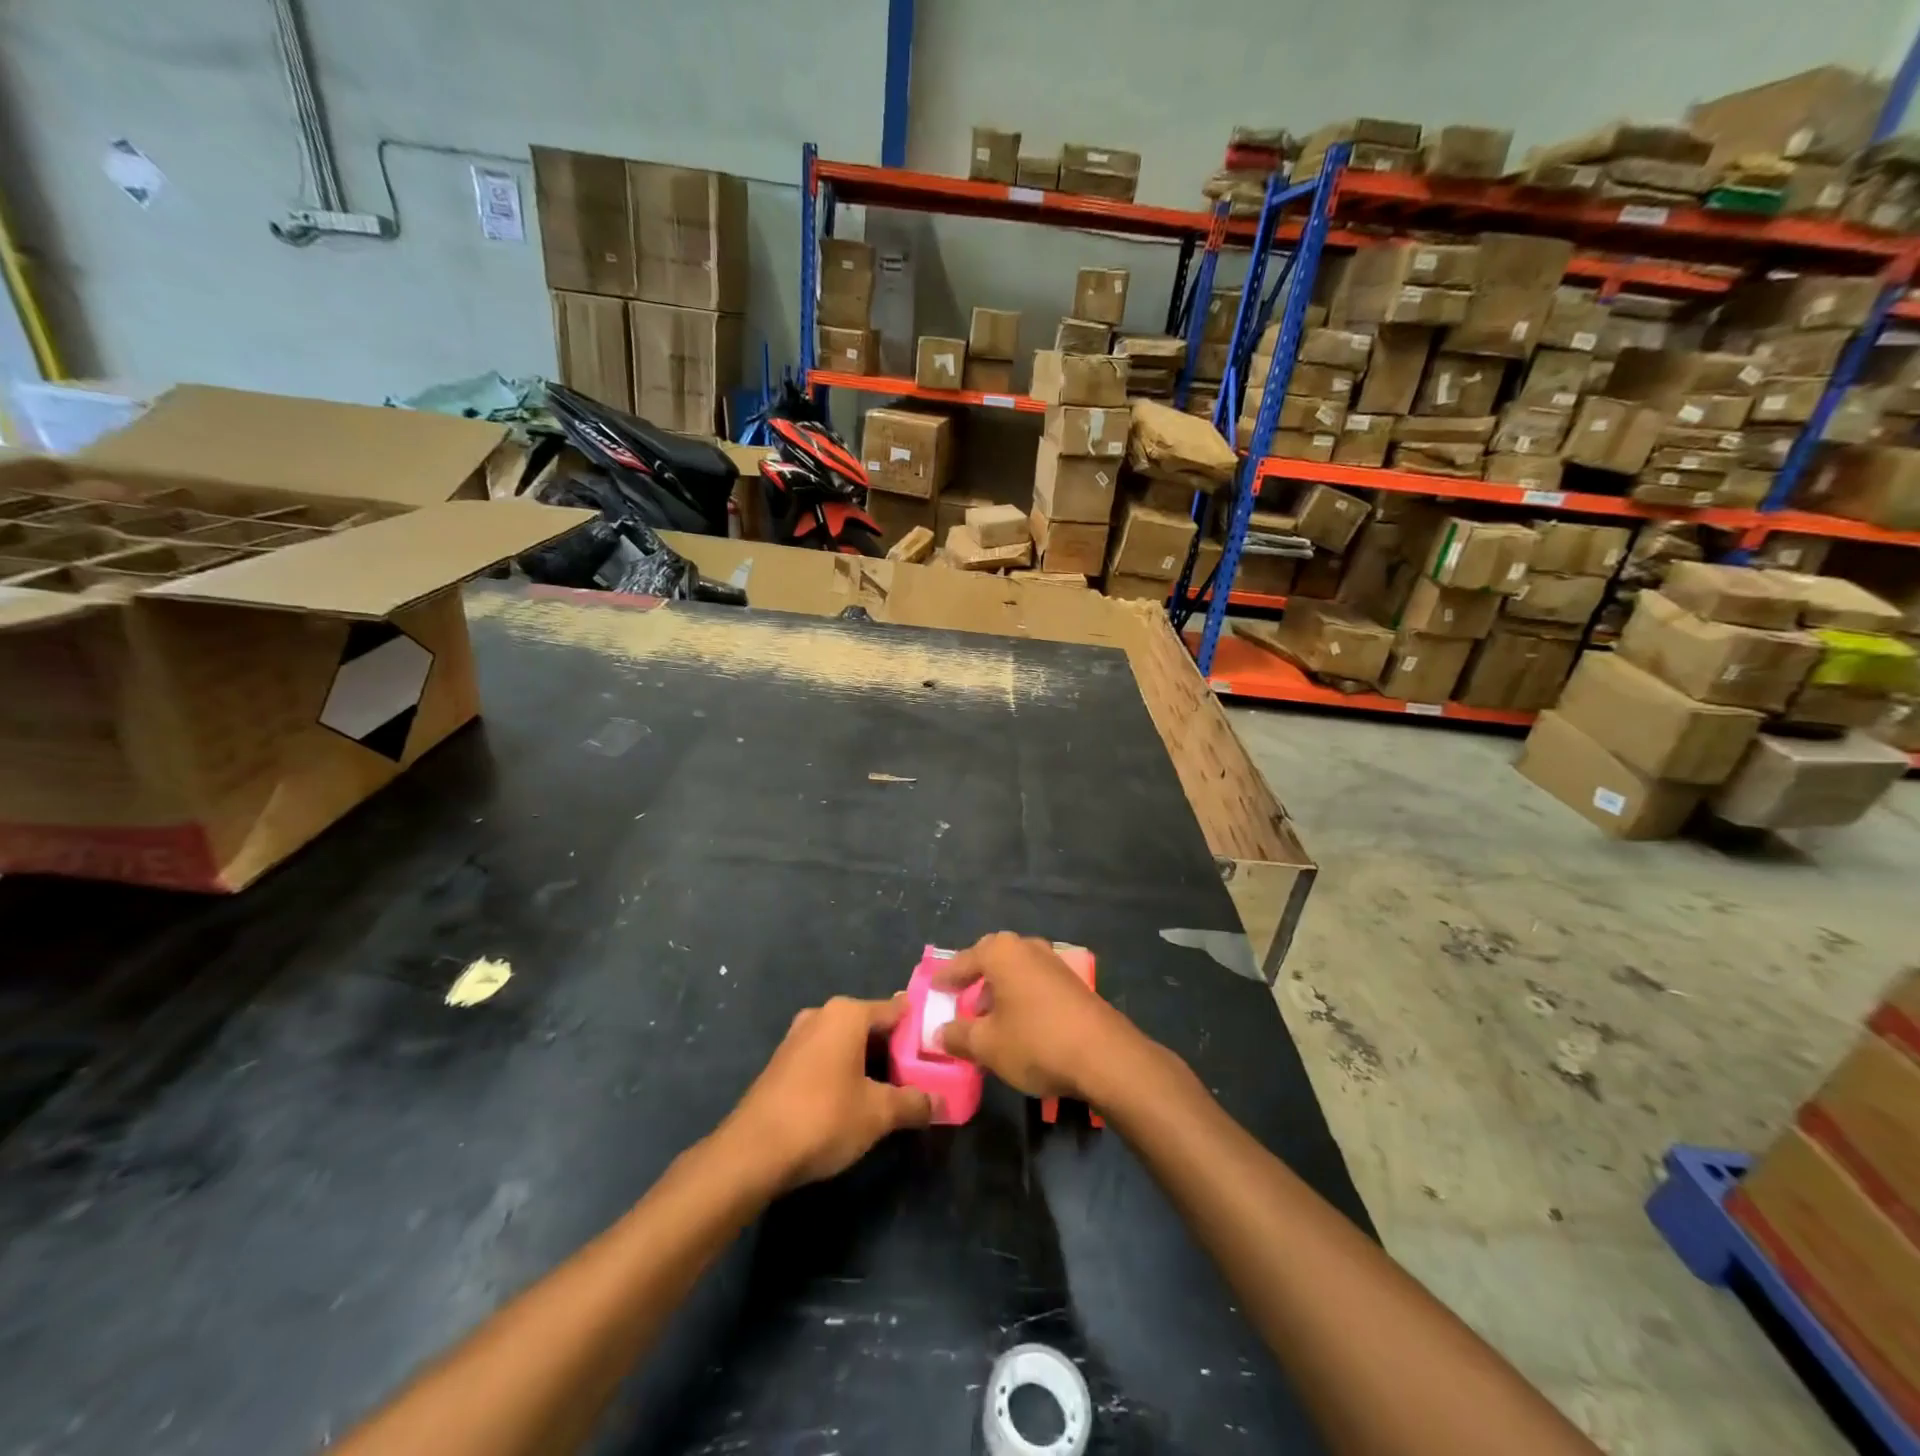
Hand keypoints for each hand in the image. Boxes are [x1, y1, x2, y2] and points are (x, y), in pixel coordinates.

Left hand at [722, 995, 931, 1189]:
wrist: (752, 1152)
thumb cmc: (823, 1118)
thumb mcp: (878, 1114)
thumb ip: (914, 1103)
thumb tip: (941, 1102)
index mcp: (847, 1013)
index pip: (897, 1010)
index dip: (921, 1030)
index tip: (940, 1050)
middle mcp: (822, 1015)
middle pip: (872, 1026)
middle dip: (896, 1050)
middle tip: (922, 1076)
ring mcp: (798, 1037)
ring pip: (847, 1043)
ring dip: (870, 1064)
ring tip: (894, 1092)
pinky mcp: (783, 1063)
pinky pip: (826, 1057)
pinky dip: (845, 1072)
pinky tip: (855, 1101)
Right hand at [932, 933, 1143, 1105]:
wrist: (1105, 1056)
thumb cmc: (1035, 1042)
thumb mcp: (987, 1045)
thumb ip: (958, 1035)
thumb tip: (939, 1033)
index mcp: (1001, 952)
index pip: (963, 961)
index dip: (946, 978)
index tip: (932, 989)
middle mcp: (1028, 948)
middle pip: (992, 961)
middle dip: (974, 981)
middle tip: (959, 1001)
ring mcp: (1054, 963)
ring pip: (1016, 973)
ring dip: (999, 993)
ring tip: (987, 1020)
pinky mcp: (1073, 984)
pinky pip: (1035, 985)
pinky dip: (1020, 999)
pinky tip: (1018, 1026)